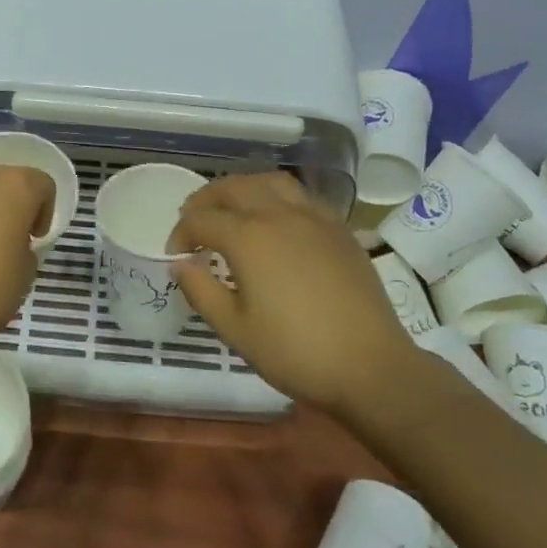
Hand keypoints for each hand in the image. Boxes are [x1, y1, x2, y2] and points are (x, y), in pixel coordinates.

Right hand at [171, 173, 418, 417]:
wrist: (370, 366)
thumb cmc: (295, 351)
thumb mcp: (235, 329)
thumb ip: (201, 291)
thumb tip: (180, 264)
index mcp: (248, 237)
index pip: (202, 220)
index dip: (181, 234)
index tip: (176, 255)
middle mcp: (279, 215)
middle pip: (234, 187)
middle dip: (206, 199)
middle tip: (194, 221)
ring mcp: (314, 217)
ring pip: (270, 181)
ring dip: (243, 187)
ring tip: (233, 208)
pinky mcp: (339, 228)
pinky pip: (301, 196)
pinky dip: (277, 196)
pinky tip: (277, 219)